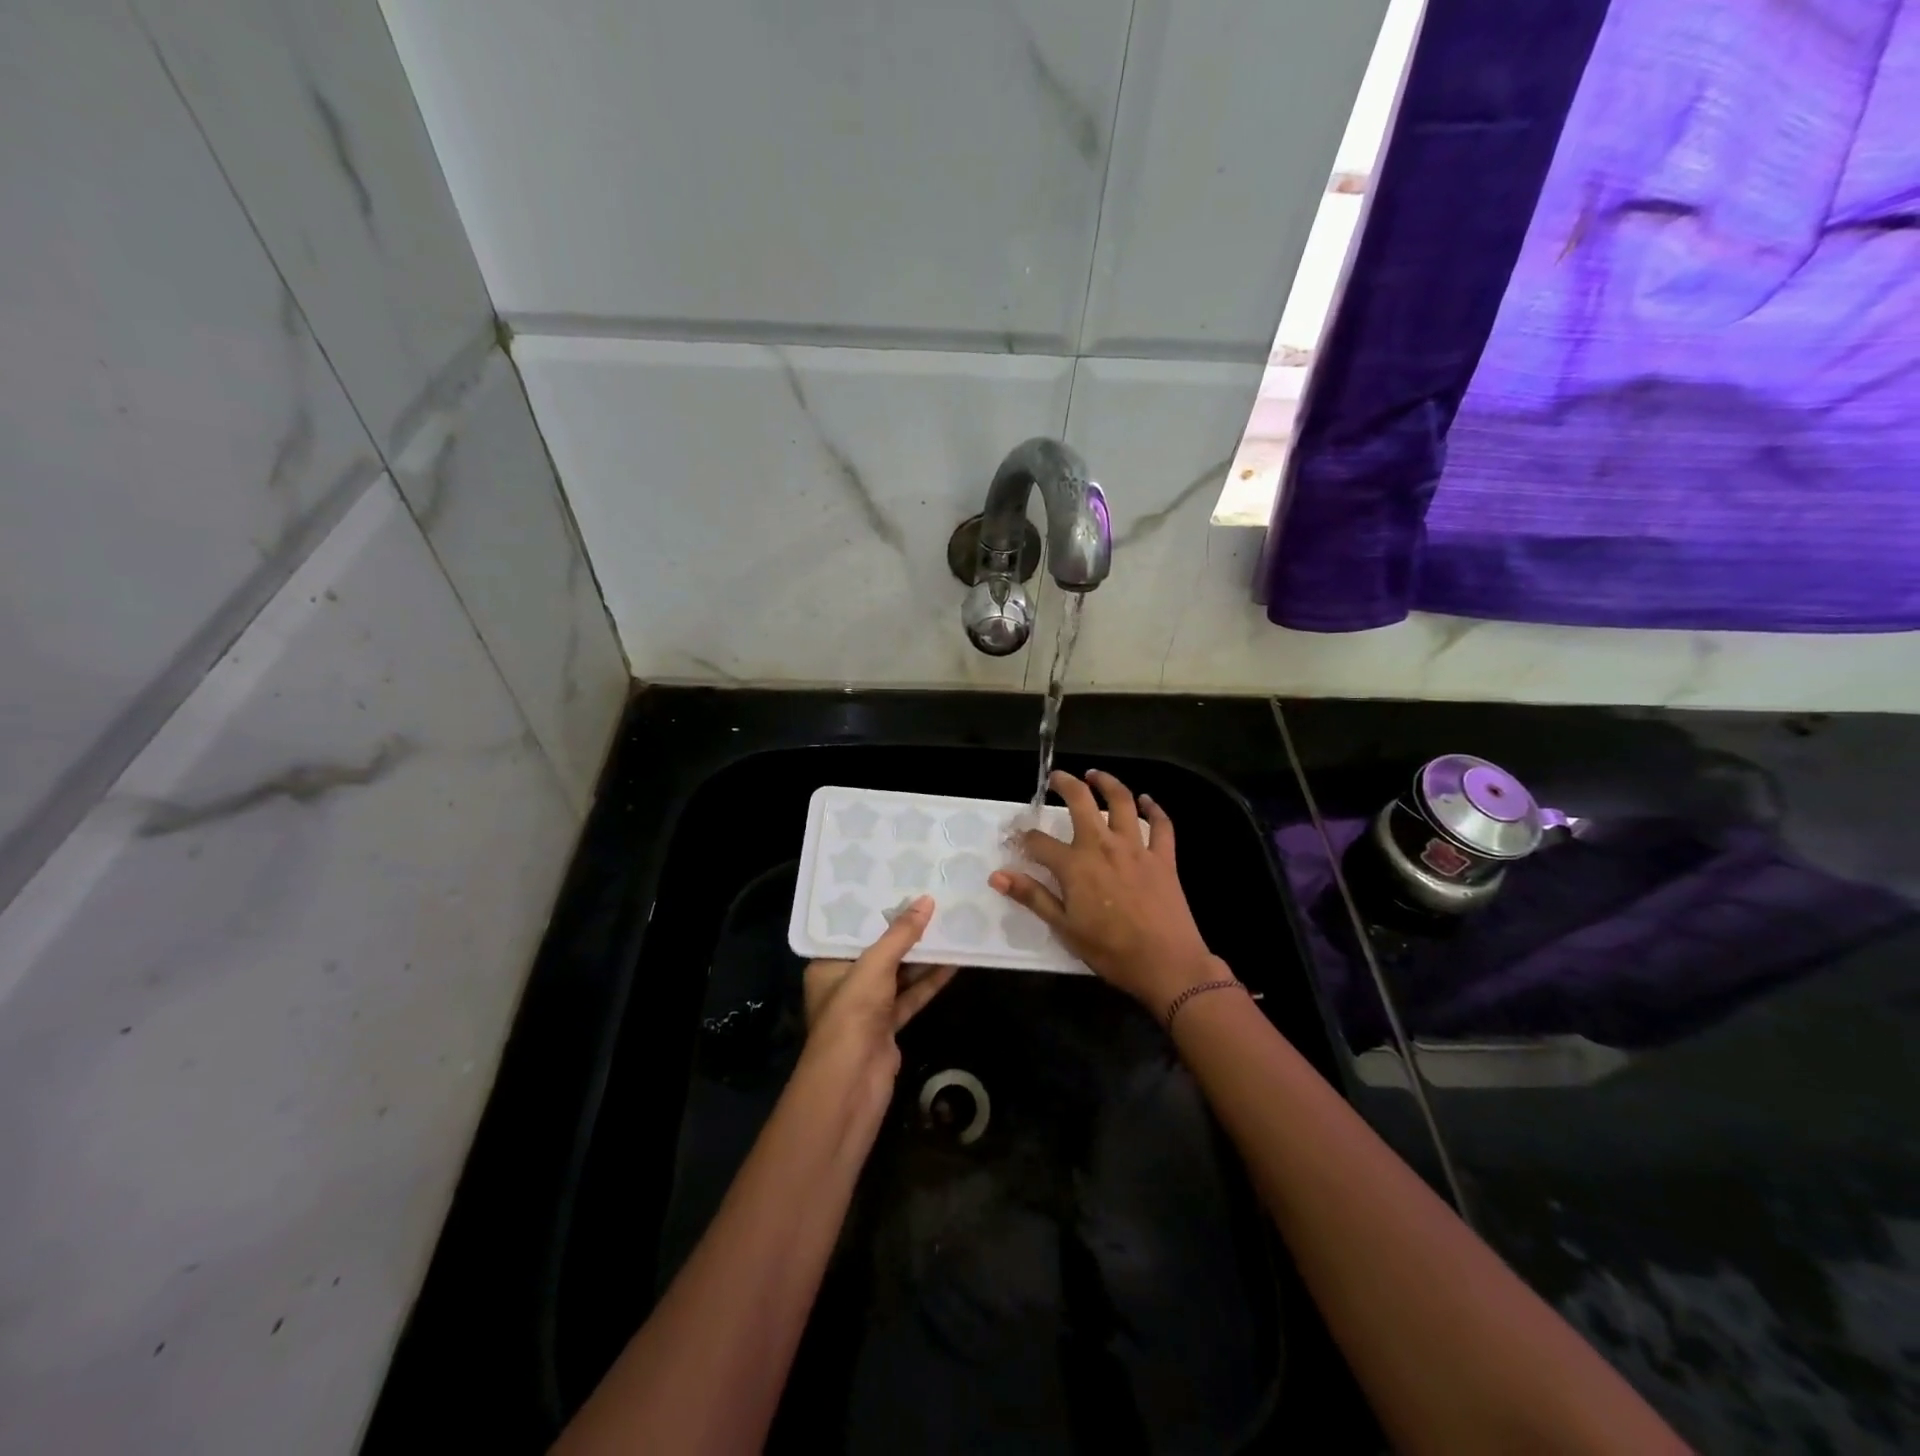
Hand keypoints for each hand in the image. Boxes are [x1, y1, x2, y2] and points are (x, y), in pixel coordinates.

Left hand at [801, 895, 956, 1109]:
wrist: (851, 1084)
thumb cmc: (851, 1014)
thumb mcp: (875, 966)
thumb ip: (901, 935)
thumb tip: (927, 901)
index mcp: (827, 966)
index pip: (852, 931)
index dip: (876, 911)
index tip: (900, 886)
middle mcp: (845, 983)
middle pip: (879, 951)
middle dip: (904, 932)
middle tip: (931, 902)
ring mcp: (868, 1007)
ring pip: (898, 974)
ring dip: (922, 955)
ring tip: (949, 925)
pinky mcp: (888, 1025)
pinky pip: (911, 995)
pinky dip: (929, 981)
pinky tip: (953, 962)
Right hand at [990, 770, 1221, 1011]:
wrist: (1167, 964)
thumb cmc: (1110, 951)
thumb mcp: (1064, 928)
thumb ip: (1032, 896)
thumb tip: (997, 875)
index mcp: (1075, 865)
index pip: (1039, 842)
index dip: (1023, 837)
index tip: (1016, 836)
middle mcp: (1103, 846)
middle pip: (1081, 802)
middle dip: (1065, 784)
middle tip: (1056, 777)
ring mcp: (1136, 848)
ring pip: (1122, 802)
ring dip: (1107, 783)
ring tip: (1095, 774)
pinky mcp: (1163, 857)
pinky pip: (1161, 824)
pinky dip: (1154, 808)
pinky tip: (1147, 799)